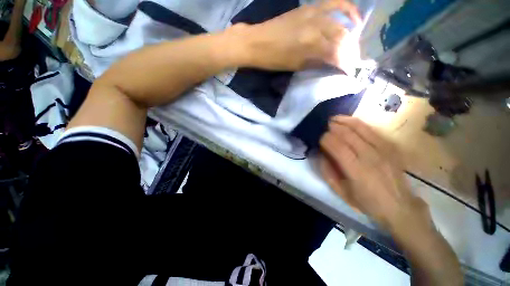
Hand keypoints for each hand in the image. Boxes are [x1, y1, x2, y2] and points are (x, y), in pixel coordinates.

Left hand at [232, 0, 360, 70]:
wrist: (256, 41)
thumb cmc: (273, 59)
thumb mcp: (295, 66)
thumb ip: (315, 63)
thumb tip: (330, 64)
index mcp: (310, 44)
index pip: (336, 53)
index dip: (345, 63)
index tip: (349, 71)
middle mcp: (316, 25)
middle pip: (342, 36)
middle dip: (350, 50)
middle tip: (352, 60)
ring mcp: (313, 12)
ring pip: (341, 20)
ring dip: (351, 32)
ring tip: (354, 42)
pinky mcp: (308, 7)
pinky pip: (332, 4)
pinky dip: (345, 9)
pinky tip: (350, 17)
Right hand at [319, 116, 428, 230]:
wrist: (399, 206)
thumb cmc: (367, 202)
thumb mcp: (342, 192)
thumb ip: (327, 172)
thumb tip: (320, 154)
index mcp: (357, 171)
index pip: (337, 147)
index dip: (325, 139)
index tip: (318, 137)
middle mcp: (370, 157)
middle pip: (347, 134)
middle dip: (332, 127)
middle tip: (323, 125)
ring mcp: (383, 150)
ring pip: (360, 128)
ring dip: (343, 121)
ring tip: (333, 119)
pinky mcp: (390, 146)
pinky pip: (371, 129)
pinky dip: (357, 123)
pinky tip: (348, 121)